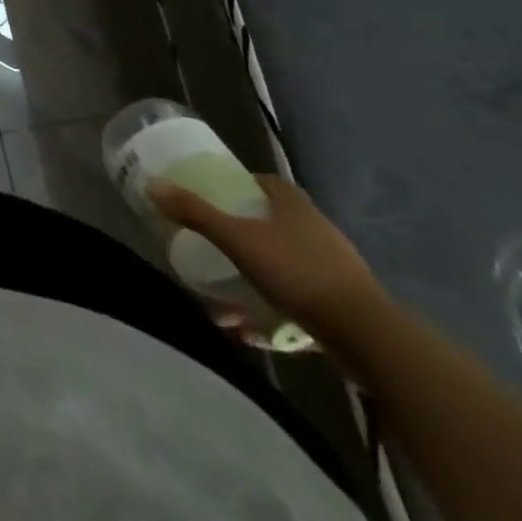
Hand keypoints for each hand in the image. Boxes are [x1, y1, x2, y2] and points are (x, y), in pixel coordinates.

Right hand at [148, 174, 385, 345]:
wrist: (368, 338)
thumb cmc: (298, 273)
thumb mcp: (238, 239)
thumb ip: (196, 213)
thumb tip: (152, 185)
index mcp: (293, 204)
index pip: (263, 182)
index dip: (238, 185)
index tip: (213, 197)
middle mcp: (316, 229)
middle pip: (272, 222)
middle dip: (242, 234)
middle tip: (213, 244)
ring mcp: (334, 269)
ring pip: (284, 264)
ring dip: (255, 278)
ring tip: (226, 298)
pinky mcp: (342, 306)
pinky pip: (298, 300)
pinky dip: (274, 311)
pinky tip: (252, 331)